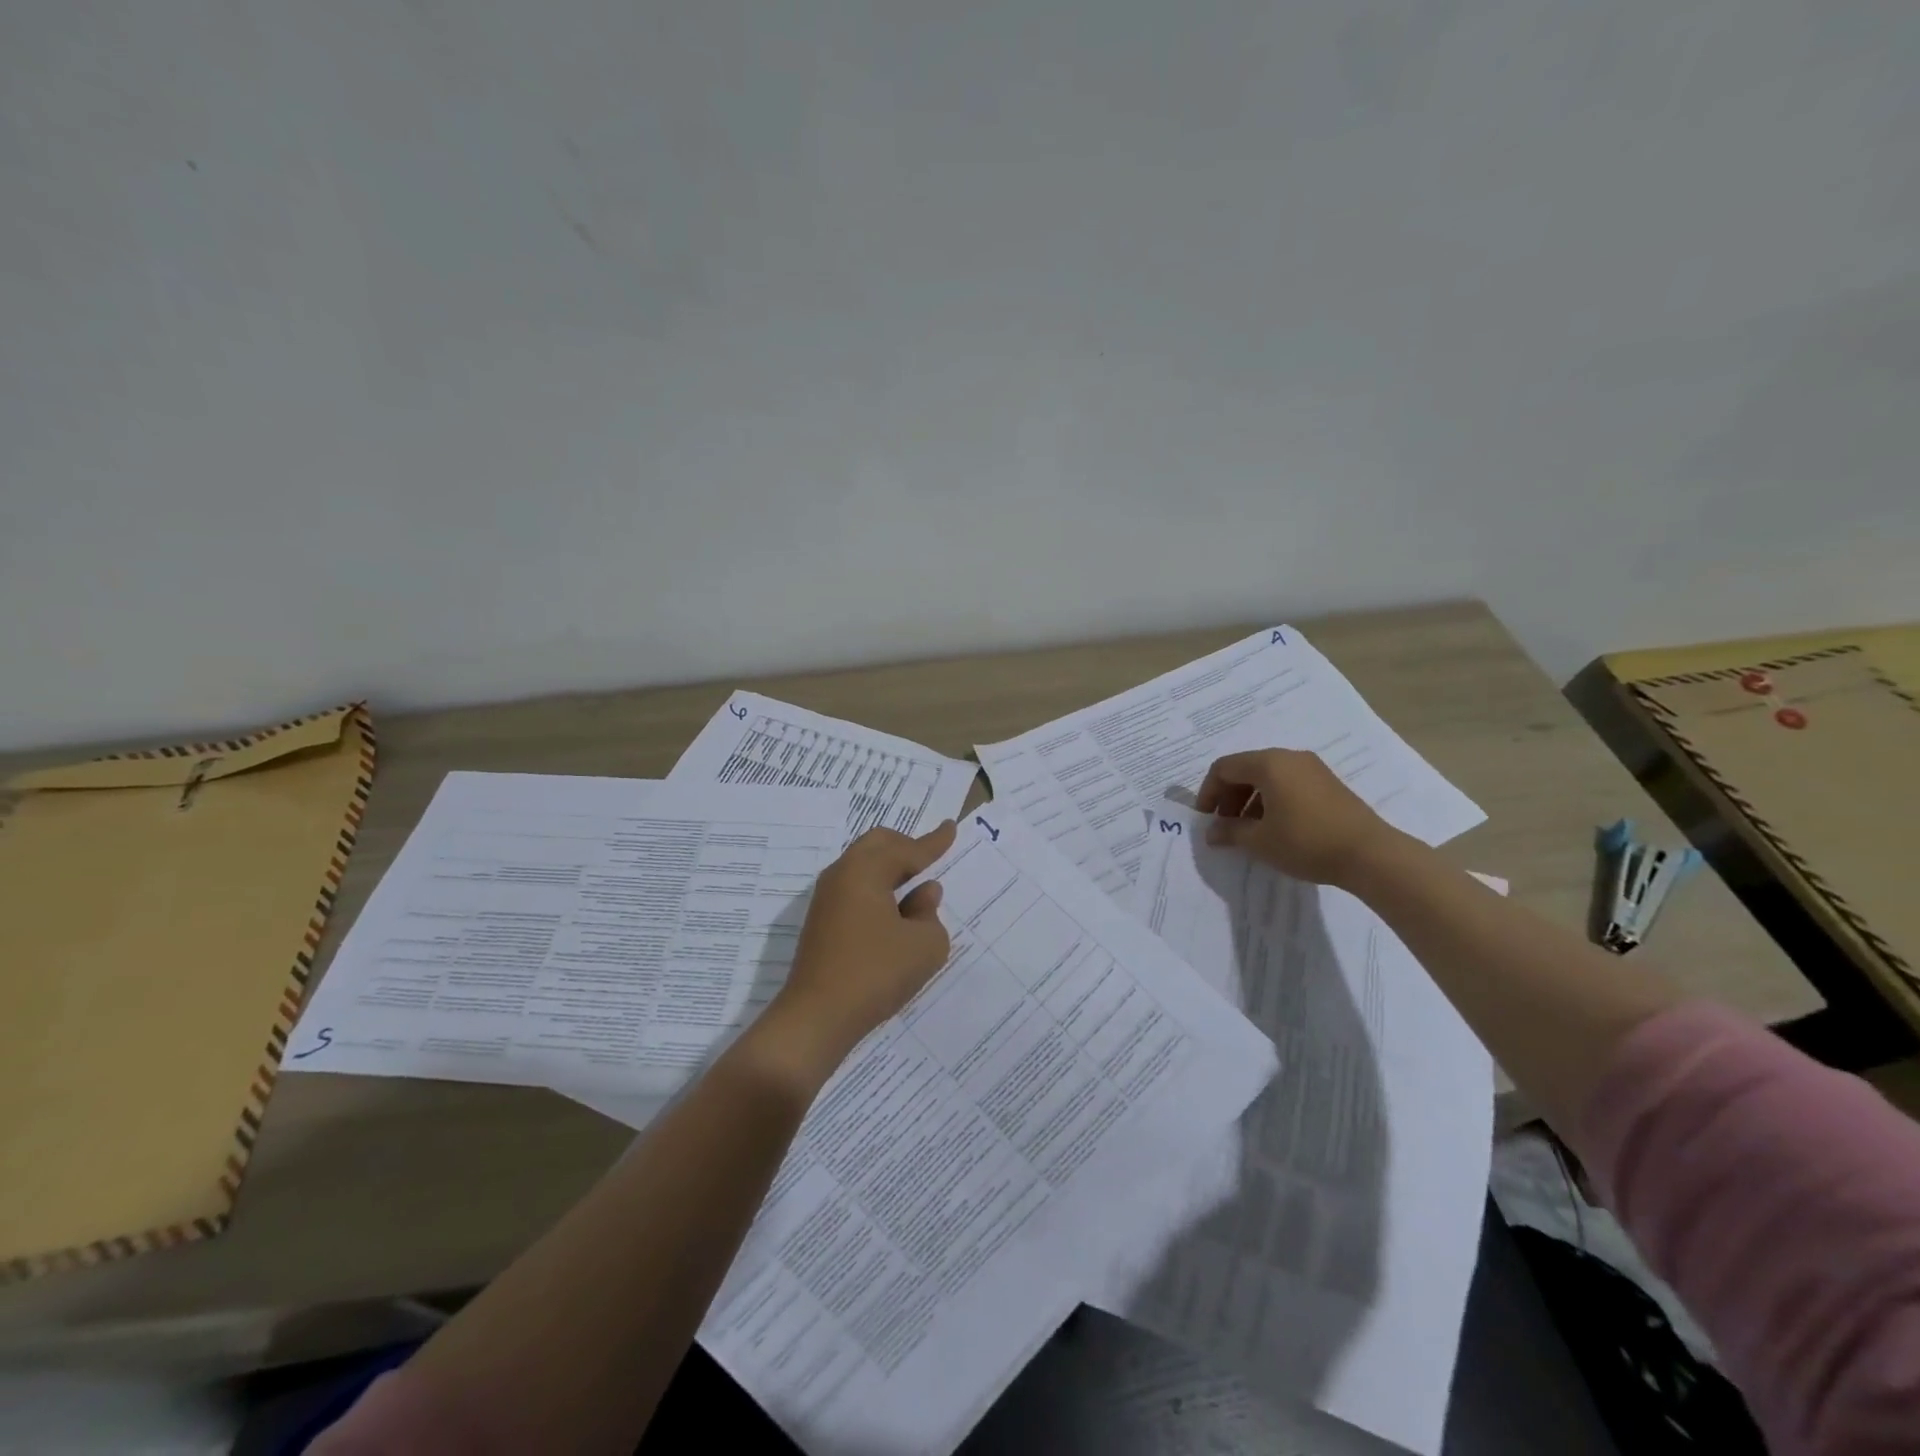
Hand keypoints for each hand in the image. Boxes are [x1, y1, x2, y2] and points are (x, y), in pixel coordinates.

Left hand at [754, 820, 957, 1084]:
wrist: (817, 1018)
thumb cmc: (876, 973)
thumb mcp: (924, 945)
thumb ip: (930, 913)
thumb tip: (924, 894)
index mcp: (865, 870)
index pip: (907, 849)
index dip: (933, 842)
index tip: (950, 827)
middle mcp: (841, 875)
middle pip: (877, 845)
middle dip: (906, 846)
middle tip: (930, 855)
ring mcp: (826, 900)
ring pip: (863, 866)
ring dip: (890, 870)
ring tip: (915, 884)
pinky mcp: (821, 923)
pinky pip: (856, 889)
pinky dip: (878, 889)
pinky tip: (893, 910)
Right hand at [1196, 748, 1400, 884]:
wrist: (1370, 854)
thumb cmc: (1306, 842)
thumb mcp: (1260, 841)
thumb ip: (1230, 832)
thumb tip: (1212, 832)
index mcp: (1269, 764)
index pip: (1224, 768)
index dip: (1208, 792)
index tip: (1206, 819)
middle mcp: (1289, 758)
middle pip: (1246, 769)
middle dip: (1229, 797)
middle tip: (1225, 826)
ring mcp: (1312, 769)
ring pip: (1268, 777)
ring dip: (1250, 800)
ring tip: (1249, 831)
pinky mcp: (1328, 784)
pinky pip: (1288, 784)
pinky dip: (1272, 800)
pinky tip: (1275, 828)